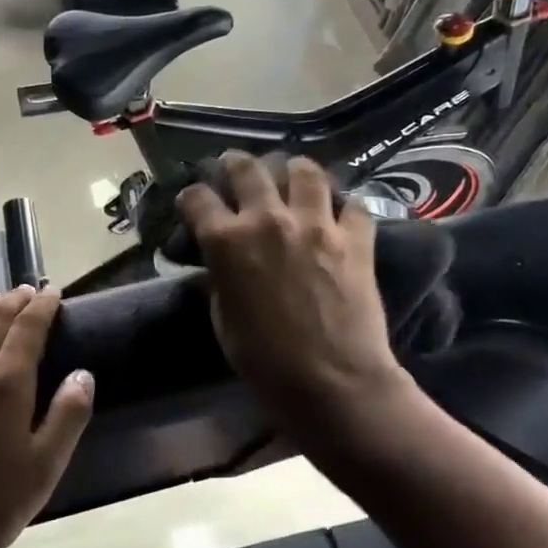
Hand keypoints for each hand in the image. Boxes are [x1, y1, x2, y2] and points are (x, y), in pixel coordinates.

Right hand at [177, 154, 403, 421]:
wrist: (331, 382)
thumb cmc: (264, 361)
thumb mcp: (223, 318)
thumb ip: (220, 278)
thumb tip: (221, 262)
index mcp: (226, 242)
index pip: (198, 198)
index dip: (192, 198)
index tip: (194, 203)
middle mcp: (268, 220)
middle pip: (248, 168)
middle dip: (236, 165)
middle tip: (237, 169)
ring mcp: (316, 224)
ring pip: (305, 171)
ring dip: (294, 171)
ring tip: (293, 178)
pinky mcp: (356, 238)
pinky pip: (353, 204)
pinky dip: (344, 205)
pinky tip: (339, 213)